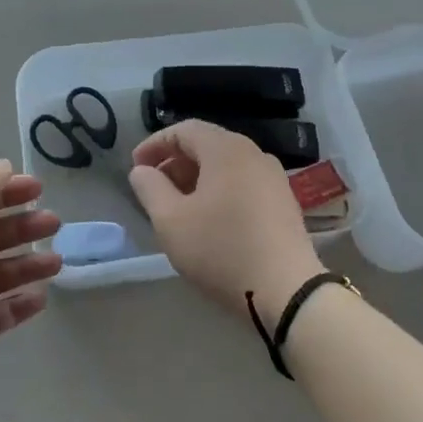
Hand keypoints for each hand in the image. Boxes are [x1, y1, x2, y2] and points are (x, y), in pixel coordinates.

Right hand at [128, 120, 320, 317]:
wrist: (287, 291)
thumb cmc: (221, 250)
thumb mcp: (171, 221)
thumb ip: (150, 188)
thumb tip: (142, 171)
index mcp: (226, 149)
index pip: (184, 130)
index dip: (155, 144)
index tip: (135, 167)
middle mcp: (254, 153)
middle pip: (207, 145)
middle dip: (175, 162)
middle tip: (154, 188)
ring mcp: (274, 177)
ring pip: (226, 165)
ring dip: (197, 178)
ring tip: (178, 206)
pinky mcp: (284, 201)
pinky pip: (243, 182)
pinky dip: (220, 190)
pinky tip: (210, 219)